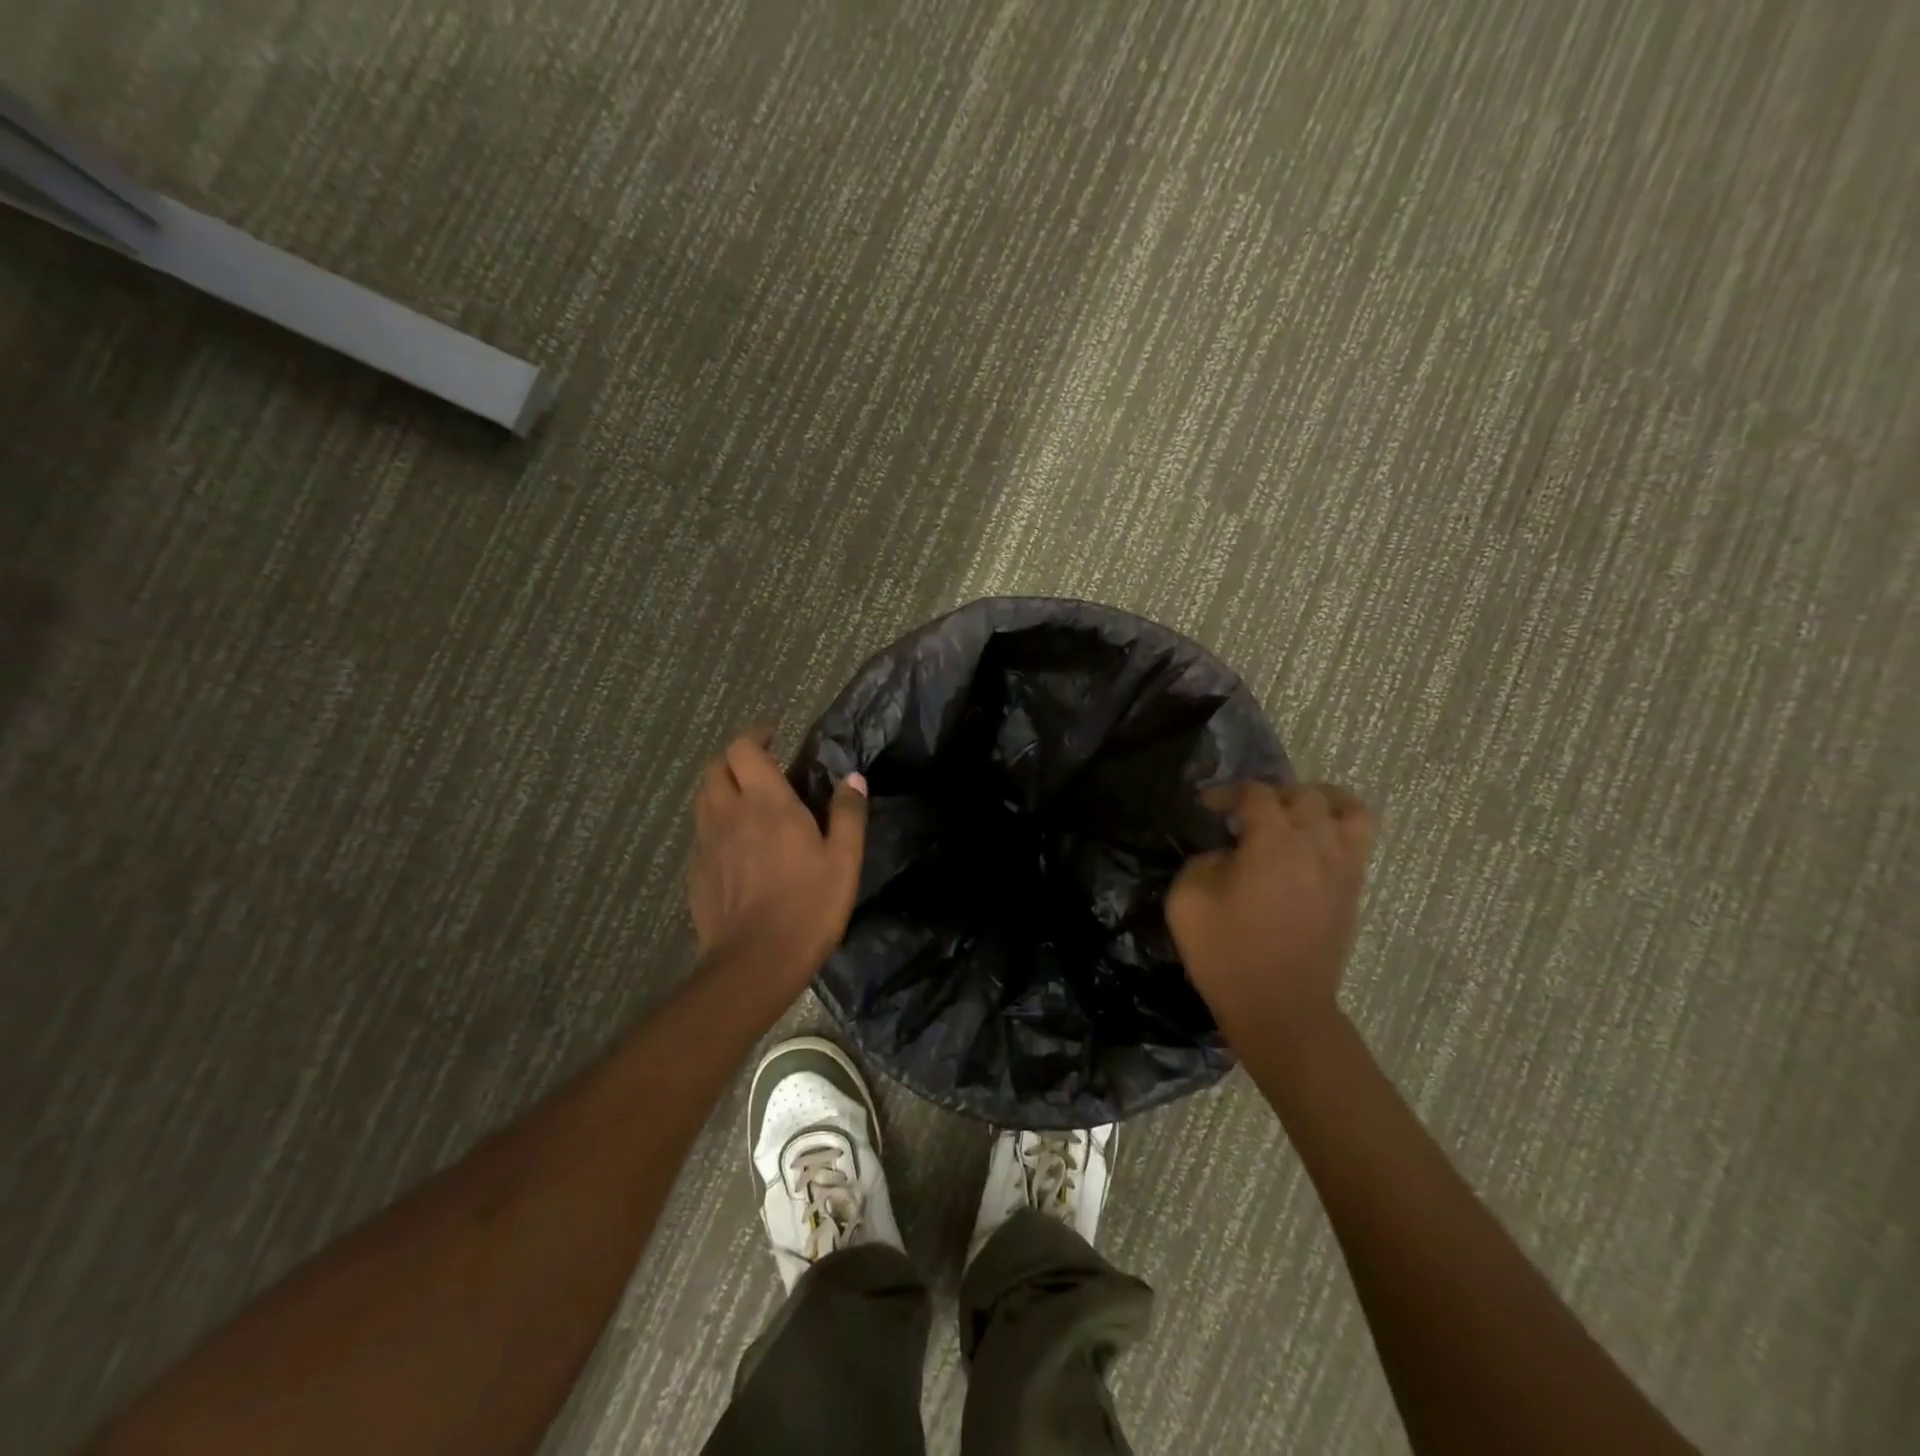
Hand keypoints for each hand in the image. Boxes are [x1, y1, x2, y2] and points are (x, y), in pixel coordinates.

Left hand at [688, 732, 869, 983]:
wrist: (755, 963)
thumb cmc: (808, 906)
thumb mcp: (844, 860)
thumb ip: (848, 814)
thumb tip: (852, 778)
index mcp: (766, 802)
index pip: (743, 748)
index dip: (756, 736)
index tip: (774, 737)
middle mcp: (729, 813)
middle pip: (715, 768)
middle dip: (736, 760)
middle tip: (762, 770)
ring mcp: (707, 843)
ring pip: (704, 799)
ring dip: (722, 790)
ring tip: (748, 804)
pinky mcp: (696, 871)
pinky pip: (702, 833)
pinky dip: (716, 825)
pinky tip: (737, 848)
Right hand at [1166, 781, 1373, 1033]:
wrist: (1280, 1010)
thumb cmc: (1227, 954)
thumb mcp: (1187, 900)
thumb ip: (1203, 861)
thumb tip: (1227, 854)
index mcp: (1274, 844)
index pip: (1256, 794)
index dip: (1228, 792)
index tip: (1207, 807)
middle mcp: (1316, 846)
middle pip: (1304, 794)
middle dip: (1270, 795)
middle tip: (1244, 815)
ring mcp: (1343, 869)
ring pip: (1348, 810)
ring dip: (1318, 802)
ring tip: (1293, 816)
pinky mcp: (1353, 891)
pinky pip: (1358, 840)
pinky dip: (1336, 829)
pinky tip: (1308, 848)